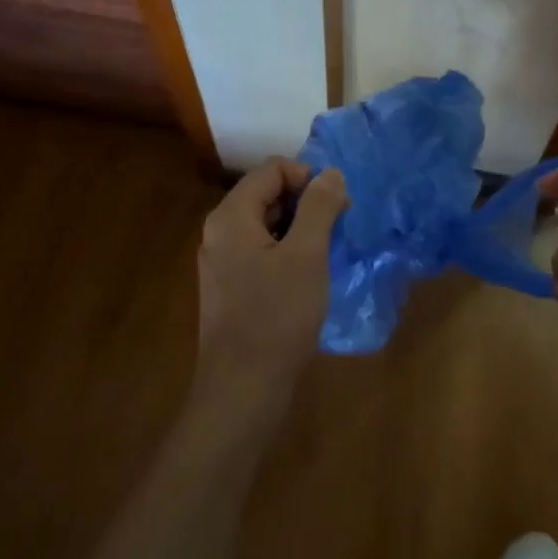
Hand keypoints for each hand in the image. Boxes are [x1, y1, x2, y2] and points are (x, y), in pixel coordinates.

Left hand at [192, 158, 347, 432]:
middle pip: (267, 193)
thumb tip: (330, 173)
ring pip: (266, 224)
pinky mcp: (230, 287)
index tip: (336, 206)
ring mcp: (222, 262)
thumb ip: (319, 207)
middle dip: (306, 203)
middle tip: (338, 229)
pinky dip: (287, 252)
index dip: (307, 178)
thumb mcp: (307, 255)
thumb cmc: (277, 316)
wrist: (243, 389)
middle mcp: (220, 232)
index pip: (272, 170)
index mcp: (231, 216)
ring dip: (300, 229)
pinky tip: (309, 276)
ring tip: (327, 253)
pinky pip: (261, 251)